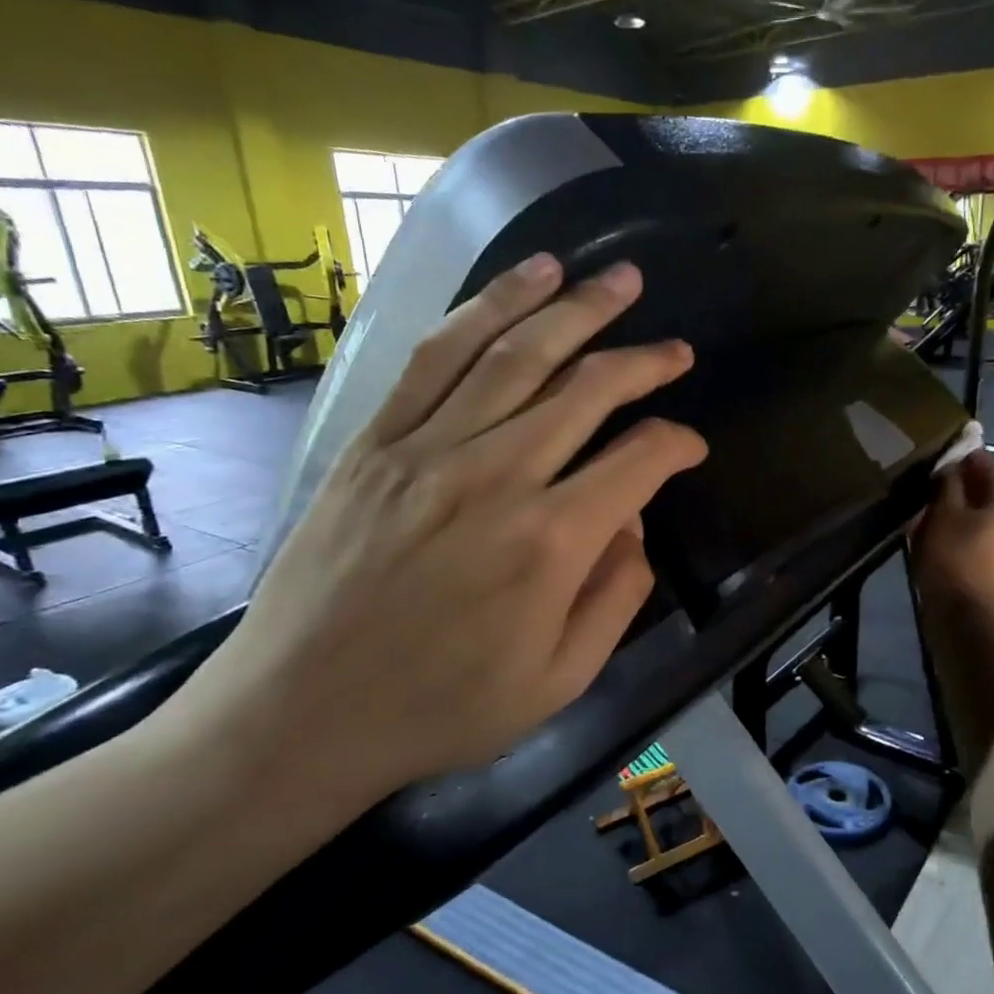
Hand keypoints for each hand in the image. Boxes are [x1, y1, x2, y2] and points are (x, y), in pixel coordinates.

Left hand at [182, 253, 706, 804]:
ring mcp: (429, 449)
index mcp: (552, 542)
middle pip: (588, 389)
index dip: (677, 445)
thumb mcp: (561, 681)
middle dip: (645, 361)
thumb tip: (635, 524)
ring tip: (618, 279)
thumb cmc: (442, 708)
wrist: (301, 714)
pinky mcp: (376, 440)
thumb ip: (616, 596)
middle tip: (678, 350)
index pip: (639, 461)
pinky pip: (439, 358)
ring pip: (517, 352)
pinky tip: (527, 281)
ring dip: (576, 308)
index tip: (692, 447)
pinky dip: (488, 308)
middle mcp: (497, 475)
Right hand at [911, 449, 993, 608]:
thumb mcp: (944, 513)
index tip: (935, 448)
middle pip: (982, 491)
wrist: (965, 617)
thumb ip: (947, 483)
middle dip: (954, 483)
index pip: (985, 464)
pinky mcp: (990, 566)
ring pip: (974, 515)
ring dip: (950, 508)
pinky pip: (969, 536)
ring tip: (919, 503)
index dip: (961, 454)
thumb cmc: (955, 557)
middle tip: (921, 476)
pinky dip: (951, 529)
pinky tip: (927, 530)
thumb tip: (949, 464)